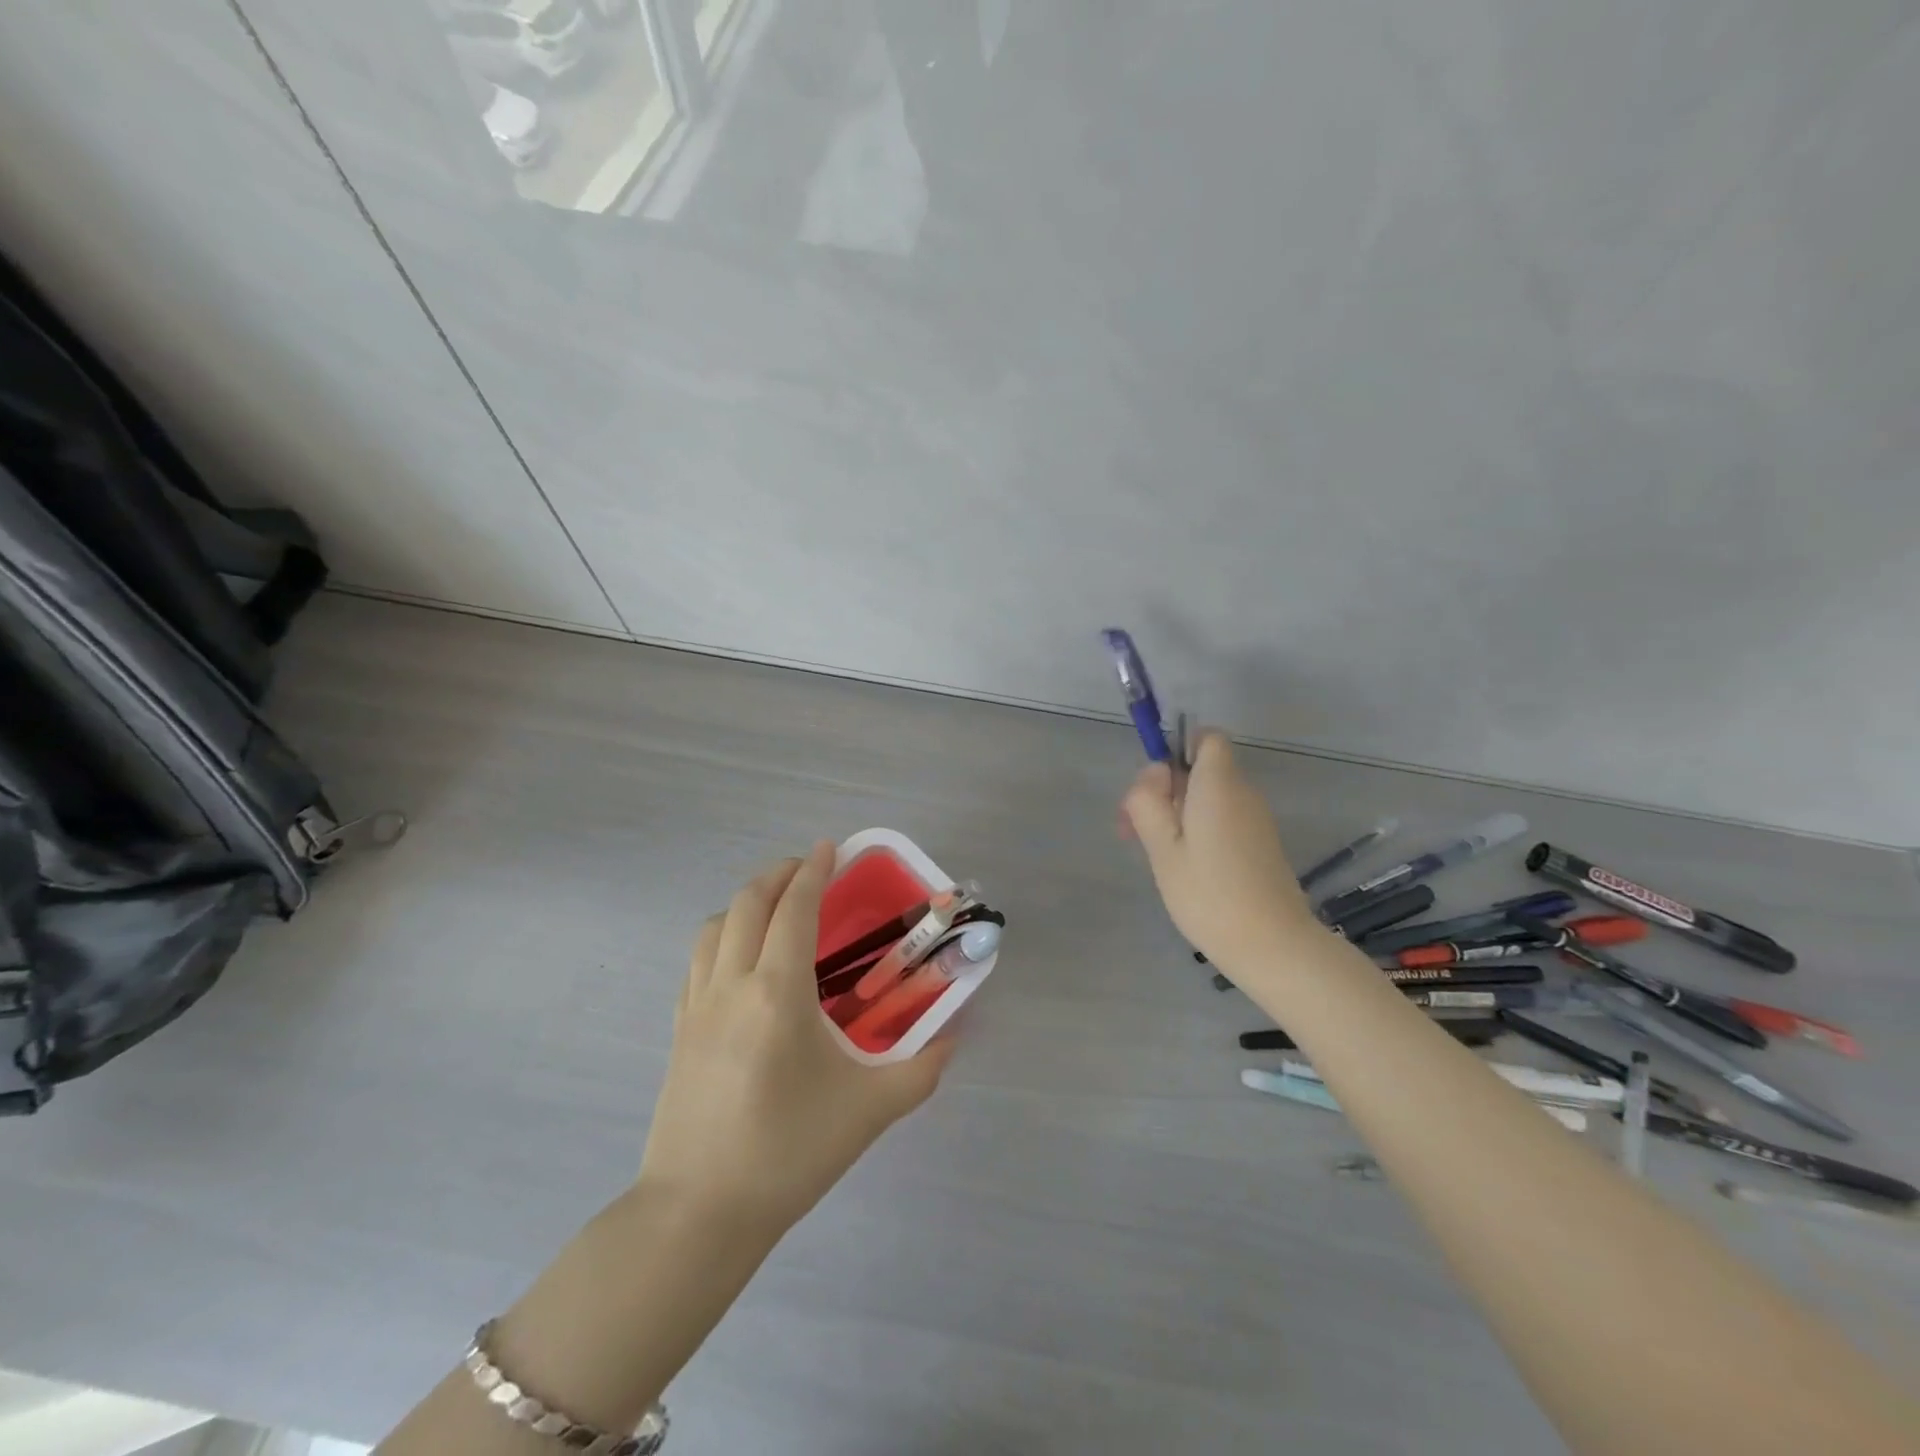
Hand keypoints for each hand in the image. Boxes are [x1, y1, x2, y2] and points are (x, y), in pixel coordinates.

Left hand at [638, 842, 955, 1238]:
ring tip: (775, 907)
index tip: (830, 847)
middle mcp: (732, 984)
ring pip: (715, 925)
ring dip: (746, 901)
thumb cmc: (788, 1153)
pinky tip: (740, 957)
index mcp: (778, 992)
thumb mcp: (870, 1111)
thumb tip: (955, 1037)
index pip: (795, 909)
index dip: (814, 871)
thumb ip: (922, 1069)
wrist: (698, 1213)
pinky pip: (697, 959)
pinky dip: (722, 935)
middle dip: (779, 874)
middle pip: (749, 903)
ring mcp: (696, 1005)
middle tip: (807, 869)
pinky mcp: (678, 1029)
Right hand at [1122, 731, 1317, 968]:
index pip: (1206, 737)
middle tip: (1135, 831)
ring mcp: (1255, 820)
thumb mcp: (1162, 848)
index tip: (1154, 787)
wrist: (1273, 946)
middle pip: (1200, 770)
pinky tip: (1183, 868)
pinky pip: (1222, 820)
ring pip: (1208, 798)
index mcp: (1218, 784)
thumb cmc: (1210, 894)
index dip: (1178, 749)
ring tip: (1155, 855)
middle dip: (1164, 790)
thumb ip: (1148, 803)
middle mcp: (1242, 793)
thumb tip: (1153, 777)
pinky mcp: (1260, 844)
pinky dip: (1198, 832)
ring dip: (1177, 815)